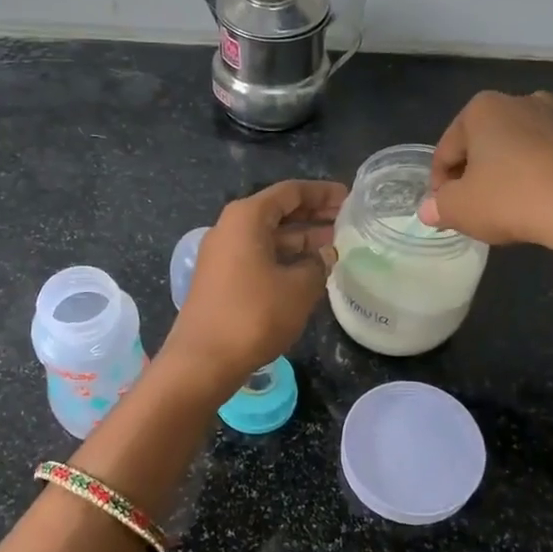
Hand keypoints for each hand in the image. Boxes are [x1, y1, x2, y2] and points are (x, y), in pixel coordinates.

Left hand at [161, 179, 345, 395]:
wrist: (204, 359)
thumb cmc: (254, 315)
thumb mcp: (299, 288)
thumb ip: (317, 264)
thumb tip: (324, 254)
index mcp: (247, 218)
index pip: (290, 192)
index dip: (321, 192)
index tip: (349, 197)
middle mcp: (230, 228)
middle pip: (277, 211)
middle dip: (312, 214)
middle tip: (345, 219)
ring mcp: (222, 254)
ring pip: (268, 235)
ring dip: (300, 238)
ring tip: (334, 244)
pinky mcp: (221, 278)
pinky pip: (258, 255)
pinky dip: (284, 257)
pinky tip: (308, 269)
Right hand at [417, 91, 552, 269]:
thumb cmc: (510, 199)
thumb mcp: (459, 209)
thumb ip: (439, 206)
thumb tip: (429, 209)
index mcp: (482, 110)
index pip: (447, 150)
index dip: (439, 182)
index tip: (443, 208)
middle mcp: (522, 102)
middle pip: (487, 138)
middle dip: (478, 167)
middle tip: (475, 203)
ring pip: (529, 134)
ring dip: (519, 155)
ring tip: (514, 190)